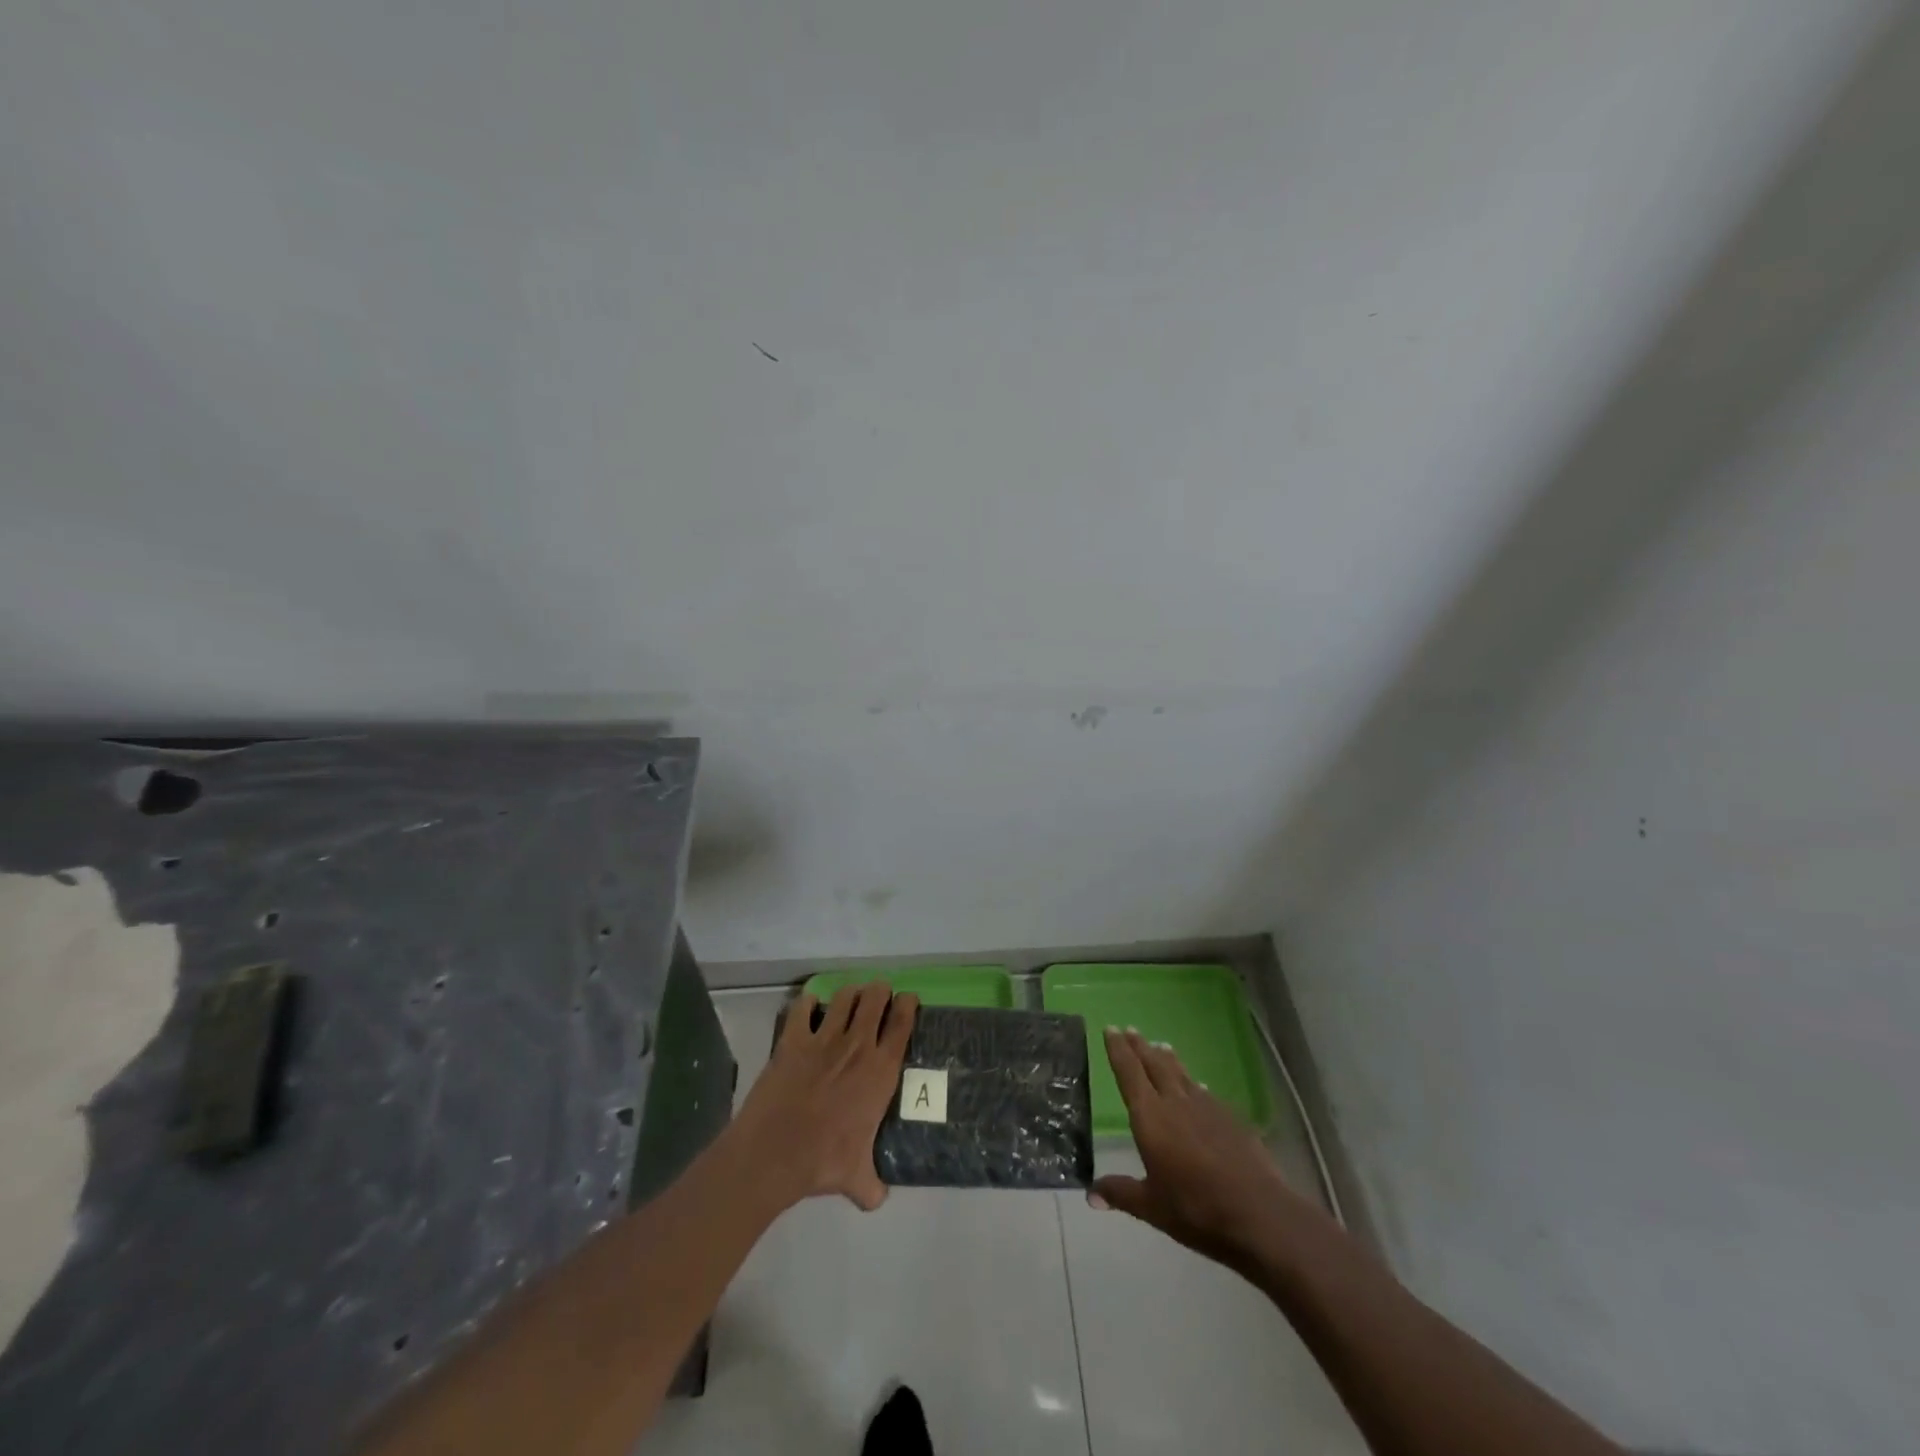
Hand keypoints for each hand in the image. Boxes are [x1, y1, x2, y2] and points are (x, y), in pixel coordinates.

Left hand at [730, 982, 918, 1212]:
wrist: (774, 1154)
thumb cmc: (823, 1162)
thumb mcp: (856, 1179)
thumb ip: (872, 1185)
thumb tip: (878, 1198)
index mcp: (880, 1071)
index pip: (902, 1024)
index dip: (908, 1005)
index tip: (908, 998)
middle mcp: (857, 1046)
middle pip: (875, 999)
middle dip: (880, 990)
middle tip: (880, 993)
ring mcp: (824, 1039)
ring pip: (844, 997)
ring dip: (850, 992)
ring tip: (851, 995)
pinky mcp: (793, 1040)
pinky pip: (802, 1008)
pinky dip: (807, 1002)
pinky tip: (809, 1005)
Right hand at [1090, 1027, 1327, 1274]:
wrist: (1258, 1213)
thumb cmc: (1196, 1209)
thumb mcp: (1151, 1207)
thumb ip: (1120, 1193)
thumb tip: (1090, 1194)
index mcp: (1150, 1117)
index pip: (1129, 1073)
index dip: (1118, 1050)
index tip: (1111, 1029)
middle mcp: (1175, 1102)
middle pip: (1154, 1065)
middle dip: (1140, 1047)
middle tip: (1130, 1029)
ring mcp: (1206, 1107)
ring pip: (1181, 1074)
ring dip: (1168, 1059)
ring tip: (1161, 1045)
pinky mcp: (1231, 1118)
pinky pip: (1205, 1093)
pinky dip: (1195, 1084)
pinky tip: (1199, 1085)